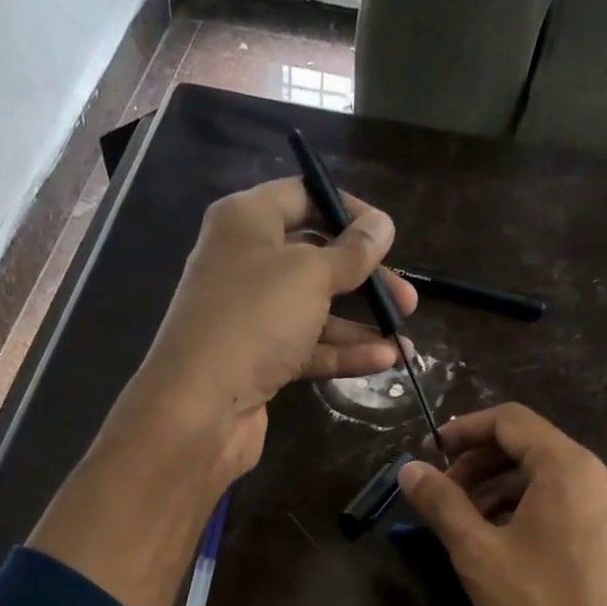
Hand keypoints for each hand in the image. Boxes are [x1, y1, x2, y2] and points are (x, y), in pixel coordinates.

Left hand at [124, 177, 416, 474]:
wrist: (200, 407)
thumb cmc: (254, 320)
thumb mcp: (310, 275)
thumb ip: (351, 252)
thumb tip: (382, 226)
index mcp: (246, 222)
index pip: (303, 197)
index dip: (349, 212)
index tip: (388, 236)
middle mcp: (246, 263)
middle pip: (316, 258)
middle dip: (364, 278)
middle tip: (406, 299)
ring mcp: (252, 316)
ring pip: (316, 310)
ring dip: (361, 324)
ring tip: (405, 339)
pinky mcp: (260, 360)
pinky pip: (308, 347)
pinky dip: (344, 352)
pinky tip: (386, 361)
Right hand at [396, 404, 606, 605]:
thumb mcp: (478, 553)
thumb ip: (441, 503)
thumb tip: (409, 469)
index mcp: (569, 468)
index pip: (511, 420)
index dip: (464, 429)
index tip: (430, 454)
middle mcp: (601, 478)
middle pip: (532, 448)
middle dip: (481, 464)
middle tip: (445, 496)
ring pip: (551, 481)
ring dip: (503, 491)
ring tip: (470, 526)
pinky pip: (570, 508)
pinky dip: (532, 512)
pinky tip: (509, 549)